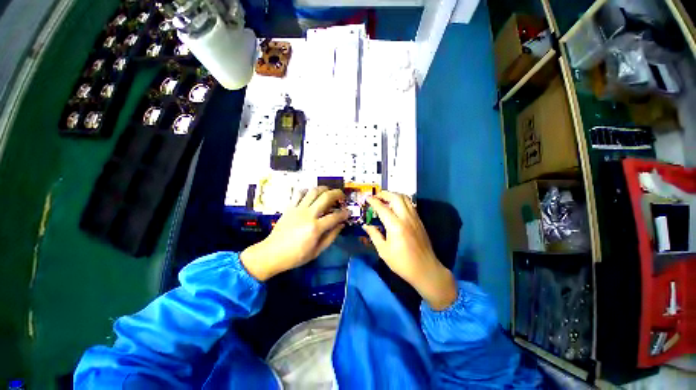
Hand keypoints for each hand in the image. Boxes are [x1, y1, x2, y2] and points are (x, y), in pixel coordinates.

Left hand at [240, 186, 349, 281]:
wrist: (272, 253)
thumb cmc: (296, 256)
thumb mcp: (317, 251)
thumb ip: (331, 236)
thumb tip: (342, 224)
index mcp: (315, 228)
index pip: (335, 216)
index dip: (345, 213)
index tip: (348, 212)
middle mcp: (308, 215)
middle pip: (326, 197)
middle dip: (337, 194)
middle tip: (342, 196)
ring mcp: (298, 209)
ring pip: (313, 191)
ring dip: (324, 188)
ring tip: (329, 191)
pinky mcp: (289, 207)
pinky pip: (299, 193)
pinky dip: (307, 191)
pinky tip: (312, 194)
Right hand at [363, 192, 457, 309]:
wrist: (425, 269)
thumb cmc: (402, 262)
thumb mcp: (384, 251)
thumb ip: (374, 235)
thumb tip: (366, 226)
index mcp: (395, 226)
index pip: (382, 208)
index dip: (374, 201)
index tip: (367, 198)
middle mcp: (406, 218)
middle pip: (396, 198)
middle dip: (385, 194)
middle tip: (377, 195)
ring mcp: (415, 218)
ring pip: (405, 199)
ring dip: (394, 195)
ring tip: (386, 198)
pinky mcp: (420, 221)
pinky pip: (410, 205)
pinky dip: (402, 201)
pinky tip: (396, 207)